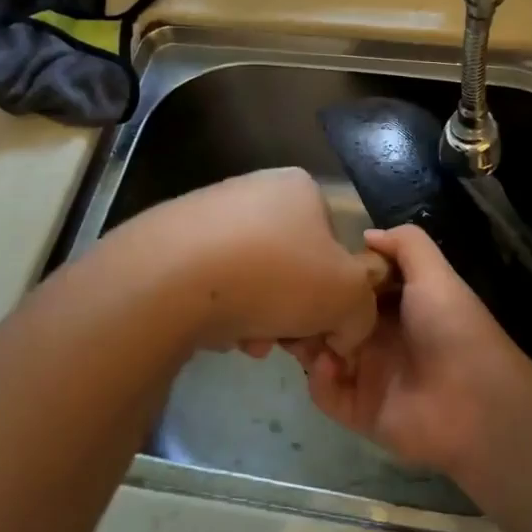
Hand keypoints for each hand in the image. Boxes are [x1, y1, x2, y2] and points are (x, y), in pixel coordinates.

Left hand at [109, 167, 377, 358]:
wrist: (168, 279)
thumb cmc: (274, 275)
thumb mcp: (346, 296)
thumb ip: (363, 310)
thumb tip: (348, 327)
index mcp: (300, 188)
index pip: (334, 245)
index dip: (334, 293)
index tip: (322, 327)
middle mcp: (254, 190)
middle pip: (292, 266)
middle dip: (293, 313)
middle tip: (284, 344)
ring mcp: (207, 213)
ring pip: (252, 278)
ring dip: (259, 318)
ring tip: (246, 342)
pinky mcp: (169, 241)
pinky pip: (211, 282)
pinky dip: (220, 311)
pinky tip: (212, 332)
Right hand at [295, 224, 531, 479]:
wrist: (476, 401)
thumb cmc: (452, 327)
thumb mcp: (435, 274)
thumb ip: (406, 244)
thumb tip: (366, 234)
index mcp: (396, 305)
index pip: (352, 286)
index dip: (332, 275)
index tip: (309, 265)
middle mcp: (378, 337)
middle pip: (330, 319)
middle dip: (309, 309)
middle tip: (291, 300)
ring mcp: (367, 375)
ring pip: (319, 354)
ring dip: (306, 342)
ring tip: (300, 330)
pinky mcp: (359, 410)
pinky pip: (325, 393)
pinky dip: (320, 379)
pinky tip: (329, 364)